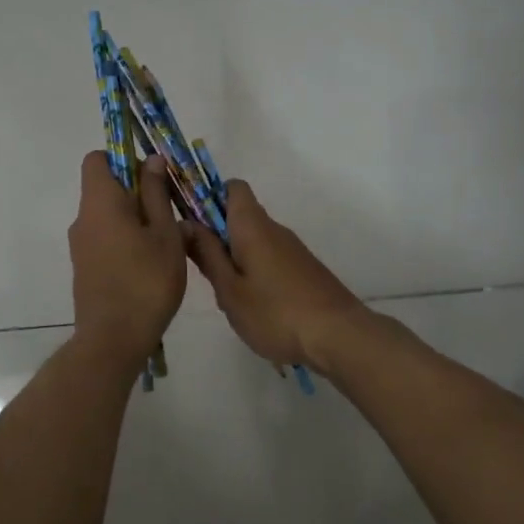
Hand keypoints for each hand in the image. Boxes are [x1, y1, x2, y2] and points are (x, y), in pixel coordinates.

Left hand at [68, 151, 186, 362]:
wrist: (114, 340)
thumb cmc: (146, 281)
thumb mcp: (164, 234)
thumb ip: (156, 194)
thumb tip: (151, 159)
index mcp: (100, 202)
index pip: (97, 159)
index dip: (124, 158)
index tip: (152, 175)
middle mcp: (83, 219)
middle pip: (104, 187)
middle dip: (136, 191)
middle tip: (170, 211)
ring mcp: (80, 246)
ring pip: (107, 216)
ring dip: (134, 219)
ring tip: (167, 241)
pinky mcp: (84, 268)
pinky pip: (105, 239)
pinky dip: (125, 240)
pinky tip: (151, 263)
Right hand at [183, 180, 370, 372]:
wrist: (338, 336)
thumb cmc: (275, 312)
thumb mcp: (229, 289)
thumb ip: (206, 254)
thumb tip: (185, 223)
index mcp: (253, 226)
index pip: (232, 188)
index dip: (209, 197)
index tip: (192, 223)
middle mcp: (275, 229)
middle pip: (241, 215)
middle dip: (217, 235)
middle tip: (203, 271)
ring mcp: (293, 250)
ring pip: (255, 241)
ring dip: (235, 258)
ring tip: (228, 297)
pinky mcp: (304, 269)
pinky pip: (270, 259)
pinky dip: (255, 273)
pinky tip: (254, 307)